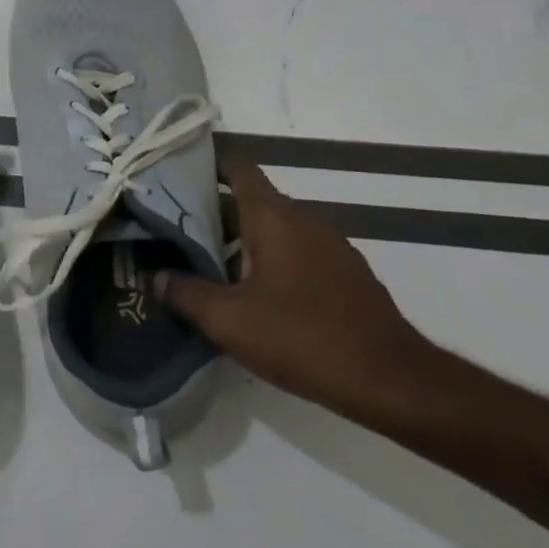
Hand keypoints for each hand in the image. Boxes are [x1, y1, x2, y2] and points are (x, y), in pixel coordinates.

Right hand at [155, 159, 441, 421]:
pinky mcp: (344, 275)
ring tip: (200, 265)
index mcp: (274, 217)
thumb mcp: (228, 319)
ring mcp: (329, 247)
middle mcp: (304, 220)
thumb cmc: (303, 337)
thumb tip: (156, 276)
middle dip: (209, 214)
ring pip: (271, 230)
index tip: (171, 176)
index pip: (237, 168)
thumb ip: (185, 292)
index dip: (204, 165)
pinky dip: (266, 261)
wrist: (392, 382)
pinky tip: (247, 295)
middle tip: (169, 231)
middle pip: (248, 201)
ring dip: (237, 242)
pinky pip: (294, 253)